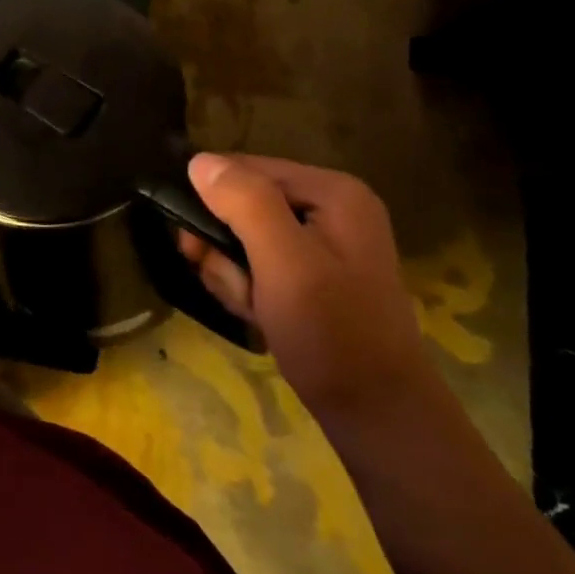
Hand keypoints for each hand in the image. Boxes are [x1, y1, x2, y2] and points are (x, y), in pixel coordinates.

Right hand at [177, 153, 431, 419]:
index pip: (243, 169)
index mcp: (332, 191)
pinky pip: (256, 261)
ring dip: (232, 272)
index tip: (198, 247)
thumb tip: (198, 160)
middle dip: (224, 246)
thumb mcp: (284, 263)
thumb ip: (244, 204)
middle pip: (240, 203)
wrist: (376, 413)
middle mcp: (329, 206)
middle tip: (235, 285)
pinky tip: (258, 313)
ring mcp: (322, 241)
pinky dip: (246, 286)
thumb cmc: (332, 333)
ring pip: (241, 235)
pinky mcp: (312, 271)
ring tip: (252, 306)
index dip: (212, 204)